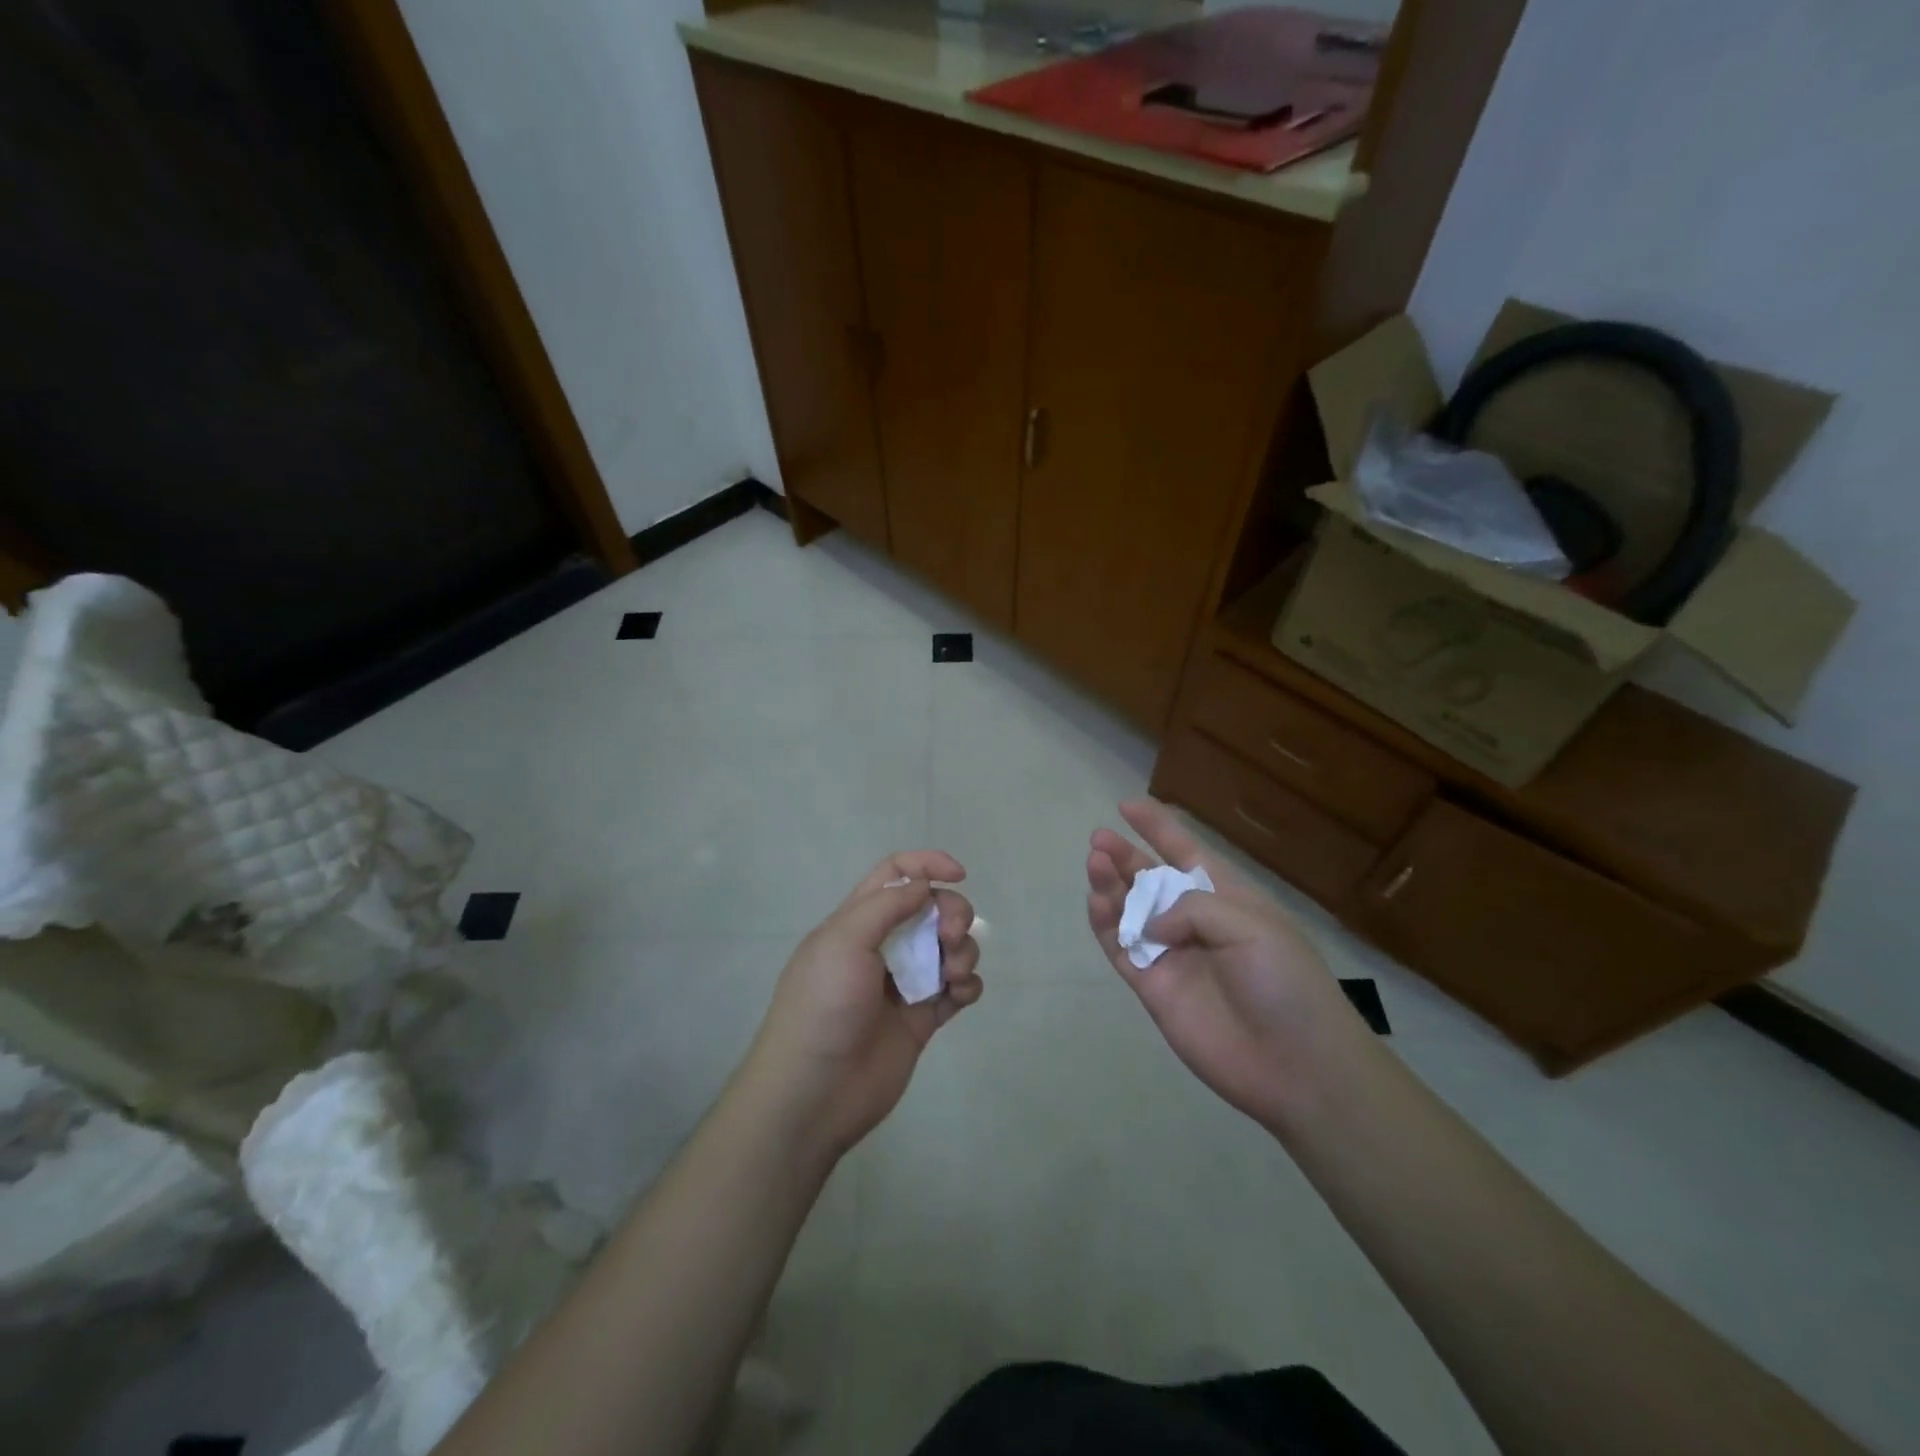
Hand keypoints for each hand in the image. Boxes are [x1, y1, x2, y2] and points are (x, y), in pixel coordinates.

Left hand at [742, 852, 983, 1162]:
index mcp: (857, 921)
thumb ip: (887, 905)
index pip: (895, 875)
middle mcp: (883, 946)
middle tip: (952, 936)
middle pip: (932, 909)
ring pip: (950, 948)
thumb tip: (924, 885)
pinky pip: (958, 989)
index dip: (927, 865)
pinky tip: (960, 994)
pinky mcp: (923, 1018)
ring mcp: (905, 983)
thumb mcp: (844, 940)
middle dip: (952, 912)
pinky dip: (968, 984)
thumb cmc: (822, 1006)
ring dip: (963, 950)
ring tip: (953, 975)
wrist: (814, 1092)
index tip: (959, 874)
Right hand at [1086, 799, 1369, 1127]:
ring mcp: (1171, 955)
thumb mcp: (1251, 925)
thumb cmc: (1285, 983)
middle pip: (1150, 880)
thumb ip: (1192, 908)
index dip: (1159, 828)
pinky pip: (1121, 949)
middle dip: (1125, 856)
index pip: (1187, 853)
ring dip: (1111, 886)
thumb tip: (1151, 923)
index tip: (1128, 806)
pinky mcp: (1153, 987)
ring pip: (1130, 911)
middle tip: (1099, 840)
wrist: (1295, 1065)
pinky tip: (1096, 903)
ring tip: (1095, 864)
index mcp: (1227, 899)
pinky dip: (1106, 925)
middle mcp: (1195, 922)